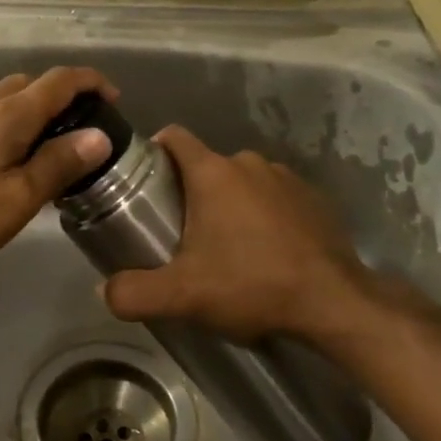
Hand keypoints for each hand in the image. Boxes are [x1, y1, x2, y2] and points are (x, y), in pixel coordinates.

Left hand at [0, 66, 116, 276]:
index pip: (59, 81)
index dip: (90, 82)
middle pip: (26, 84)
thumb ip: (58, 164)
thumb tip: (98, 135)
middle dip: (56, 96)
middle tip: (72, 129)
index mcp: (8, 116)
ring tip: (28, 149)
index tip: (111, 96)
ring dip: (20, 112)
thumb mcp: (16, 200)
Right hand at [103, 125, 384, 342]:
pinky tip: (267, 251)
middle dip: (191, 191)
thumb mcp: (183, 296)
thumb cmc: (252, 285)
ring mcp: (285, 177)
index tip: (146, 180)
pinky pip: (274, 196)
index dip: (154, 151)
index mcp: (213, 172)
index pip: (173, 137)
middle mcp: (248, 162)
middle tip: (182, 232)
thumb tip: (104, 291)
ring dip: (230, 203)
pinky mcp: (313, 198)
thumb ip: (134, 292)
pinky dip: (264, 214)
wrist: (335, 303)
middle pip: (206, 165)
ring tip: (227, 246)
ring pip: (242, 181)